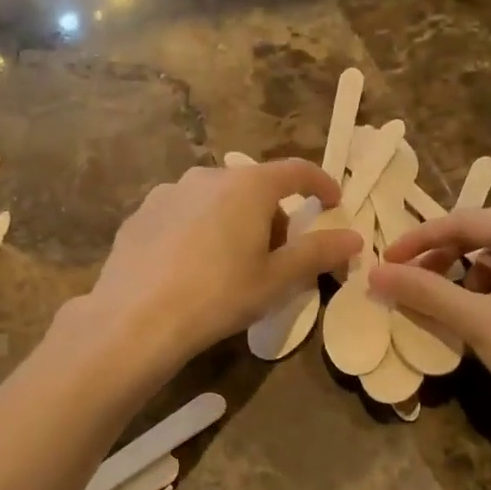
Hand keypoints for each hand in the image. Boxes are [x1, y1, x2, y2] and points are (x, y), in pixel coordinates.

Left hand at [84, 159, 360, 372]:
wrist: (137, 318)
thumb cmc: (219, 295)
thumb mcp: (277, 279)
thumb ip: (318, 253)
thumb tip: (354, 238)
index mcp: (247, 185)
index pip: (296, 171)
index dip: (320, 184)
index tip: (332, 203)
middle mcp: (207, 176)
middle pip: (254, 188)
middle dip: (272, 217)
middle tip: (274, 259)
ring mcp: (168, 192)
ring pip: (216, 200)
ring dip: (233, 222)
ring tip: (228, 268)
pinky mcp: (140, 214)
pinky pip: (183, 215)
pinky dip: (198, 232)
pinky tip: (189, 270)